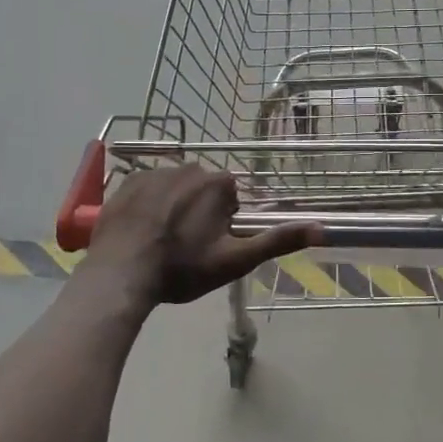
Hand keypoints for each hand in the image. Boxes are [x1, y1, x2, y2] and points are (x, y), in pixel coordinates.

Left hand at [83, 164, 319, 305]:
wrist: (121, 274)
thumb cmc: (182, 269)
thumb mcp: (235, 260)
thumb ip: (277, 241)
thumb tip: (321, 228)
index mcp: (217, 184)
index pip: (231, 197)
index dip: (224, 222)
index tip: (211, 245)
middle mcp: (188, 167)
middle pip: (203, 190)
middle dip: (200, 213)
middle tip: (187, 248)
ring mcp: (153, 172)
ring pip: (175, 188)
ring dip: (174, 208)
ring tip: (161, 242)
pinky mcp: (126, 182)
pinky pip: (147, 189)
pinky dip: (148, 206)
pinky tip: (141, 232)